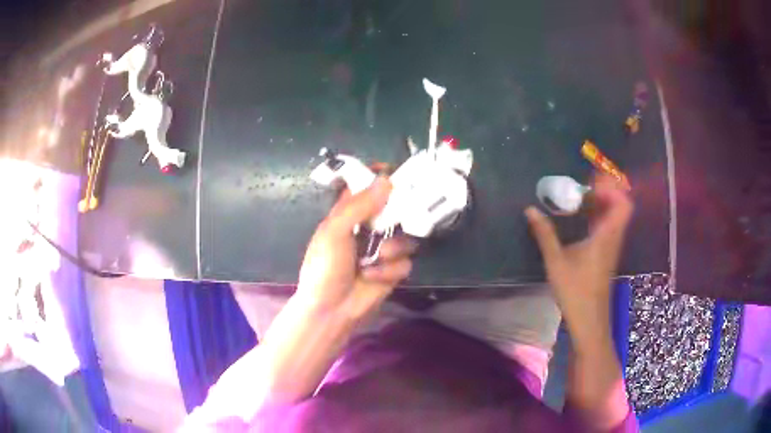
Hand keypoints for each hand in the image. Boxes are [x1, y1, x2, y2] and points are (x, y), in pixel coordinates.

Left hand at [298, 177, 415, 317]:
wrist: (331, 309)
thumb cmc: (325, 267)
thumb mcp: (334, 232)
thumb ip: (358, 206)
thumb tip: (386, 180)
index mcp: (348, 215)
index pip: (365, 187)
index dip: (379, 177)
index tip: (394, 172)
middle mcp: (368, 228)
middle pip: (393, 209)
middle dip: (401, 211)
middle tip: (407, 210)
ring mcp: (382, 250)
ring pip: (405, 237)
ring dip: (393, 248)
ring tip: (378, 258)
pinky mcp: (393, 271)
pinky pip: (405, 262)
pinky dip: (389, 270)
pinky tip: (372, 277)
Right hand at [525, 175, 632, 341]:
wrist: (589, 320)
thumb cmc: (575, 292)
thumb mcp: (556, 262)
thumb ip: (545, 234)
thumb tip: (531, 210)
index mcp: (606, 236)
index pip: (622, 203)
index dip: (611, 187)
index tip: (591, 182)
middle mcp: (613, 237)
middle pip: (621, 205)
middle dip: (606, 190)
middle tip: (585, 185)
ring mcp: (612, 246)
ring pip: (616, 215)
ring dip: (603, 202)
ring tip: (582, 197)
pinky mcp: (608, 254)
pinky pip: (610, 225)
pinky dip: (600, 215)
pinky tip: (583, 218)